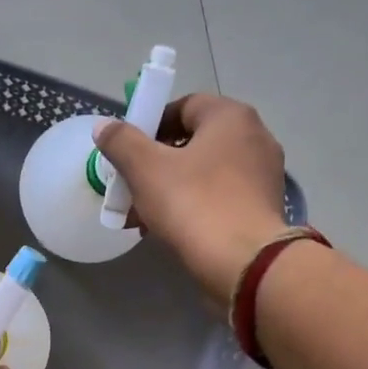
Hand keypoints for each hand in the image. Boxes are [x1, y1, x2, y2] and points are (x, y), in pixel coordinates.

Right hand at [92, 93, 291, 301]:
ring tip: (143, 220)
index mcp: (230, 117)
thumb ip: (122, 142)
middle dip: (156, 166)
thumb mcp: (146, 170)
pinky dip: (194, 208)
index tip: (128, 153)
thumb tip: (104, 126)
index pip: (184, 106)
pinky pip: (220, 199)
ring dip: (171, 191)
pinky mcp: (263, 209)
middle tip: (131, 191)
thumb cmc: (194, 204)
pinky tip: (171, 233)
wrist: (244, 262)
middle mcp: (254, 137)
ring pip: (205, 175)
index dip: (150, 126)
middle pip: (193, 143)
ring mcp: (263, 175)